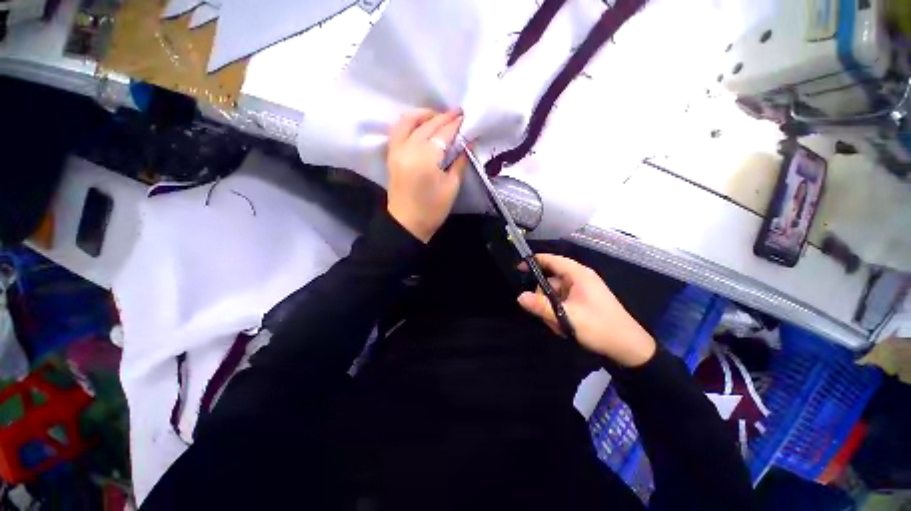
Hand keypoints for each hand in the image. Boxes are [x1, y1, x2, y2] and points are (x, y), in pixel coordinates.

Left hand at [386, 109, 468, 242]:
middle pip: (427, 125)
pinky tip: (420, 125)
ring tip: (438, 116)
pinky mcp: (391, 155)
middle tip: (457, 113)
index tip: (466, 117)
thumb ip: (459, 162)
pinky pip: (398, 130)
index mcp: (426, 159)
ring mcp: (397, 151)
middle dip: (443, 117)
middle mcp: (409, 149)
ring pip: (408, 122)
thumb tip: (469, 143)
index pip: (442, 134)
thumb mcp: (451, 187)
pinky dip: (409, 123)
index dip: (455, 125)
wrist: (407, 224)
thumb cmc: (432, 210)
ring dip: (424, 115)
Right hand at [517, 254, 656, 366]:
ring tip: (559, 326)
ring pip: (555, 294)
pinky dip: (559, 313)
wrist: (629, 348)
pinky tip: (564, 327)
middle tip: (545, 316)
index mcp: (578, 274)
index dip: (533, 262)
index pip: (551, 259)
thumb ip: (541, 306)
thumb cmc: (599, 327)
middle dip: (544, 298)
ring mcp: (581, 290)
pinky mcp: (583, 301)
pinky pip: (562, 302)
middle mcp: (579, 279)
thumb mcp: (566, 317)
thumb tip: (519, 297)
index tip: (518, 269)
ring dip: (551, 309)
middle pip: (550, 280)